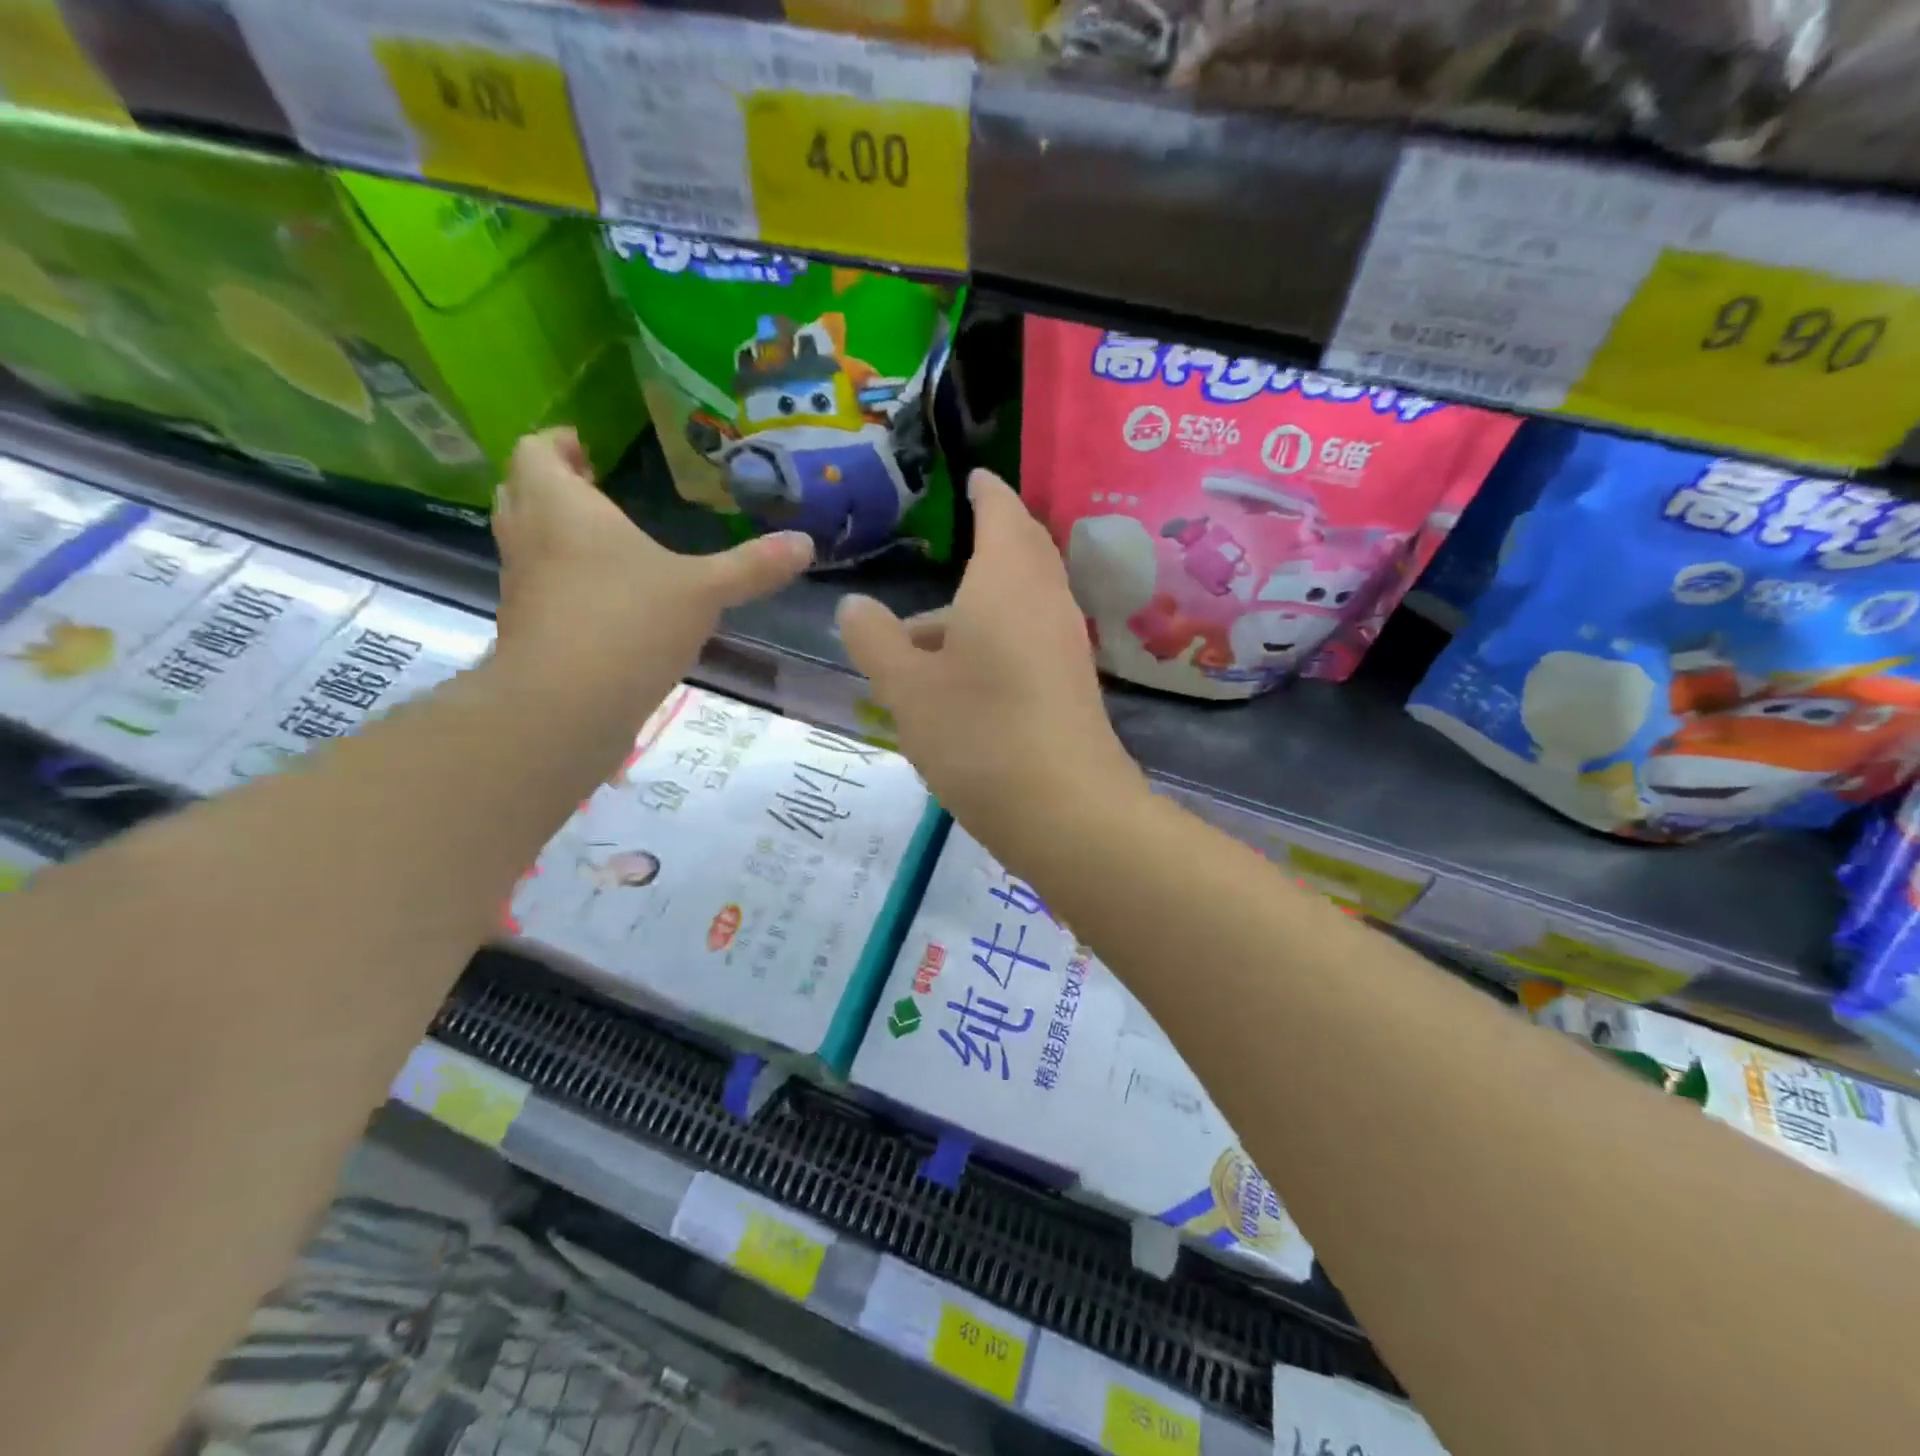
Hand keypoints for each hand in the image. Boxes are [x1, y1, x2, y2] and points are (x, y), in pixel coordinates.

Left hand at [493, 428, 811, 687]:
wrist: (566, 706)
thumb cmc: (630, 623)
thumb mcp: (704, 591)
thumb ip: (752, 566)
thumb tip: (806, 543)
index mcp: (562, 506)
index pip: (537, 450)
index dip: (559, 444)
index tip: (588, 451)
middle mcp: (529, 536)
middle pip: (520, 490)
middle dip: (554, 486)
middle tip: (595, 492)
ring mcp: (521, 585)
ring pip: (526, 541)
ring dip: (554, 534)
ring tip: (605, 545)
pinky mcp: (526, 629)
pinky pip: (539, 587)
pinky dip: (561, 581)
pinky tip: (606, 602)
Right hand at [836, 470, 1142, 855]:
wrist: (1066, 811)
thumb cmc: (978, 735)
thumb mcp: (907, 689)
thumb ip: (876, 641)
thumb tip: (853, 606)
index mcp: (1005, 583)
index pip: (1002, 514)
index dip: (988, 492)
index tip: (976, 477)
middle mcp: (1045, 602)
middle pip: (1024, 552)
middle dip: (993, 540)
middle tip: (959, 541)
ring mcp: (1065, 645)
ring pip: (1022, 602)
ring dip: (981, 604)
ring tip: (921, 640)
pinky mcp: (1072, 685)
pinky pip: (1031, 638)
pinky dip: (997, 636)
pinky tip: (961, 678)